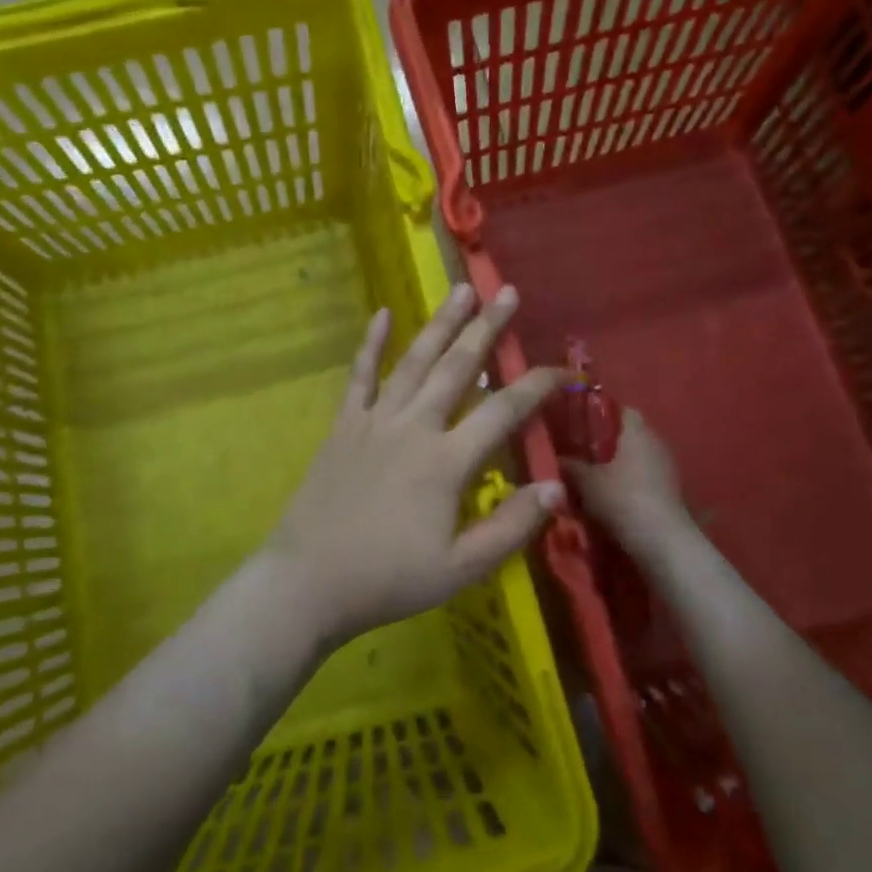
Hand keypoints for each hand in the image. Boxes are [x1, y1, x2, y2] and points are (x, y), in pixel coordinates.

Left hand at [265, 284, 566, 647]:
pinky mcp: (344, 425)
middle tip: (508, 293)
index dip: (537, 387)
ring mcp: (375, 421)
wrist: (308, 581)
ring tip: (461, 291)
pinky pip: (360, 375)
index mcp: (446, 461)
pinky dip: (371, 343)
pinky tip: (382, 314)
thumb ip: (511, 526)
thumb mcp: (461, 568)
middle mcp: (414, 427)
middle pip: (457, 367)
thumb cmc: (388, 579)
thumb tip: (557, 486)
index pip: (503, 411)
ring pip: (414, 361)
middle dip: (487, 329)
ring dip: (440, 323)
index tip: (562, 369)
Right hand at [563, 408, 688, 545]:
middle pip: (628, 436)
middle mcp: (656, 443)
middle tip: (578, 453)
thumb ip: (569, 466)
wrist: (662, 543)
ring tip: (590, 479)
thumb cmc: (622, 499)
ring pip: (636, 459)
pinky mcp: (670, 493)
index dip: (599, 414)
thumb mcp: (586, 482)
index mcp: (638, 431)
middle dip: (605, 444)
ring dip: (617, 468)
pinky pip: (643, 480)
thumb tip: (555, 458)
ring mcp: (666, 469)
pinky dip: (627, 485)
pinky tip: (608, 499)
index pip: (621, 409)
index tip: (578, 424)